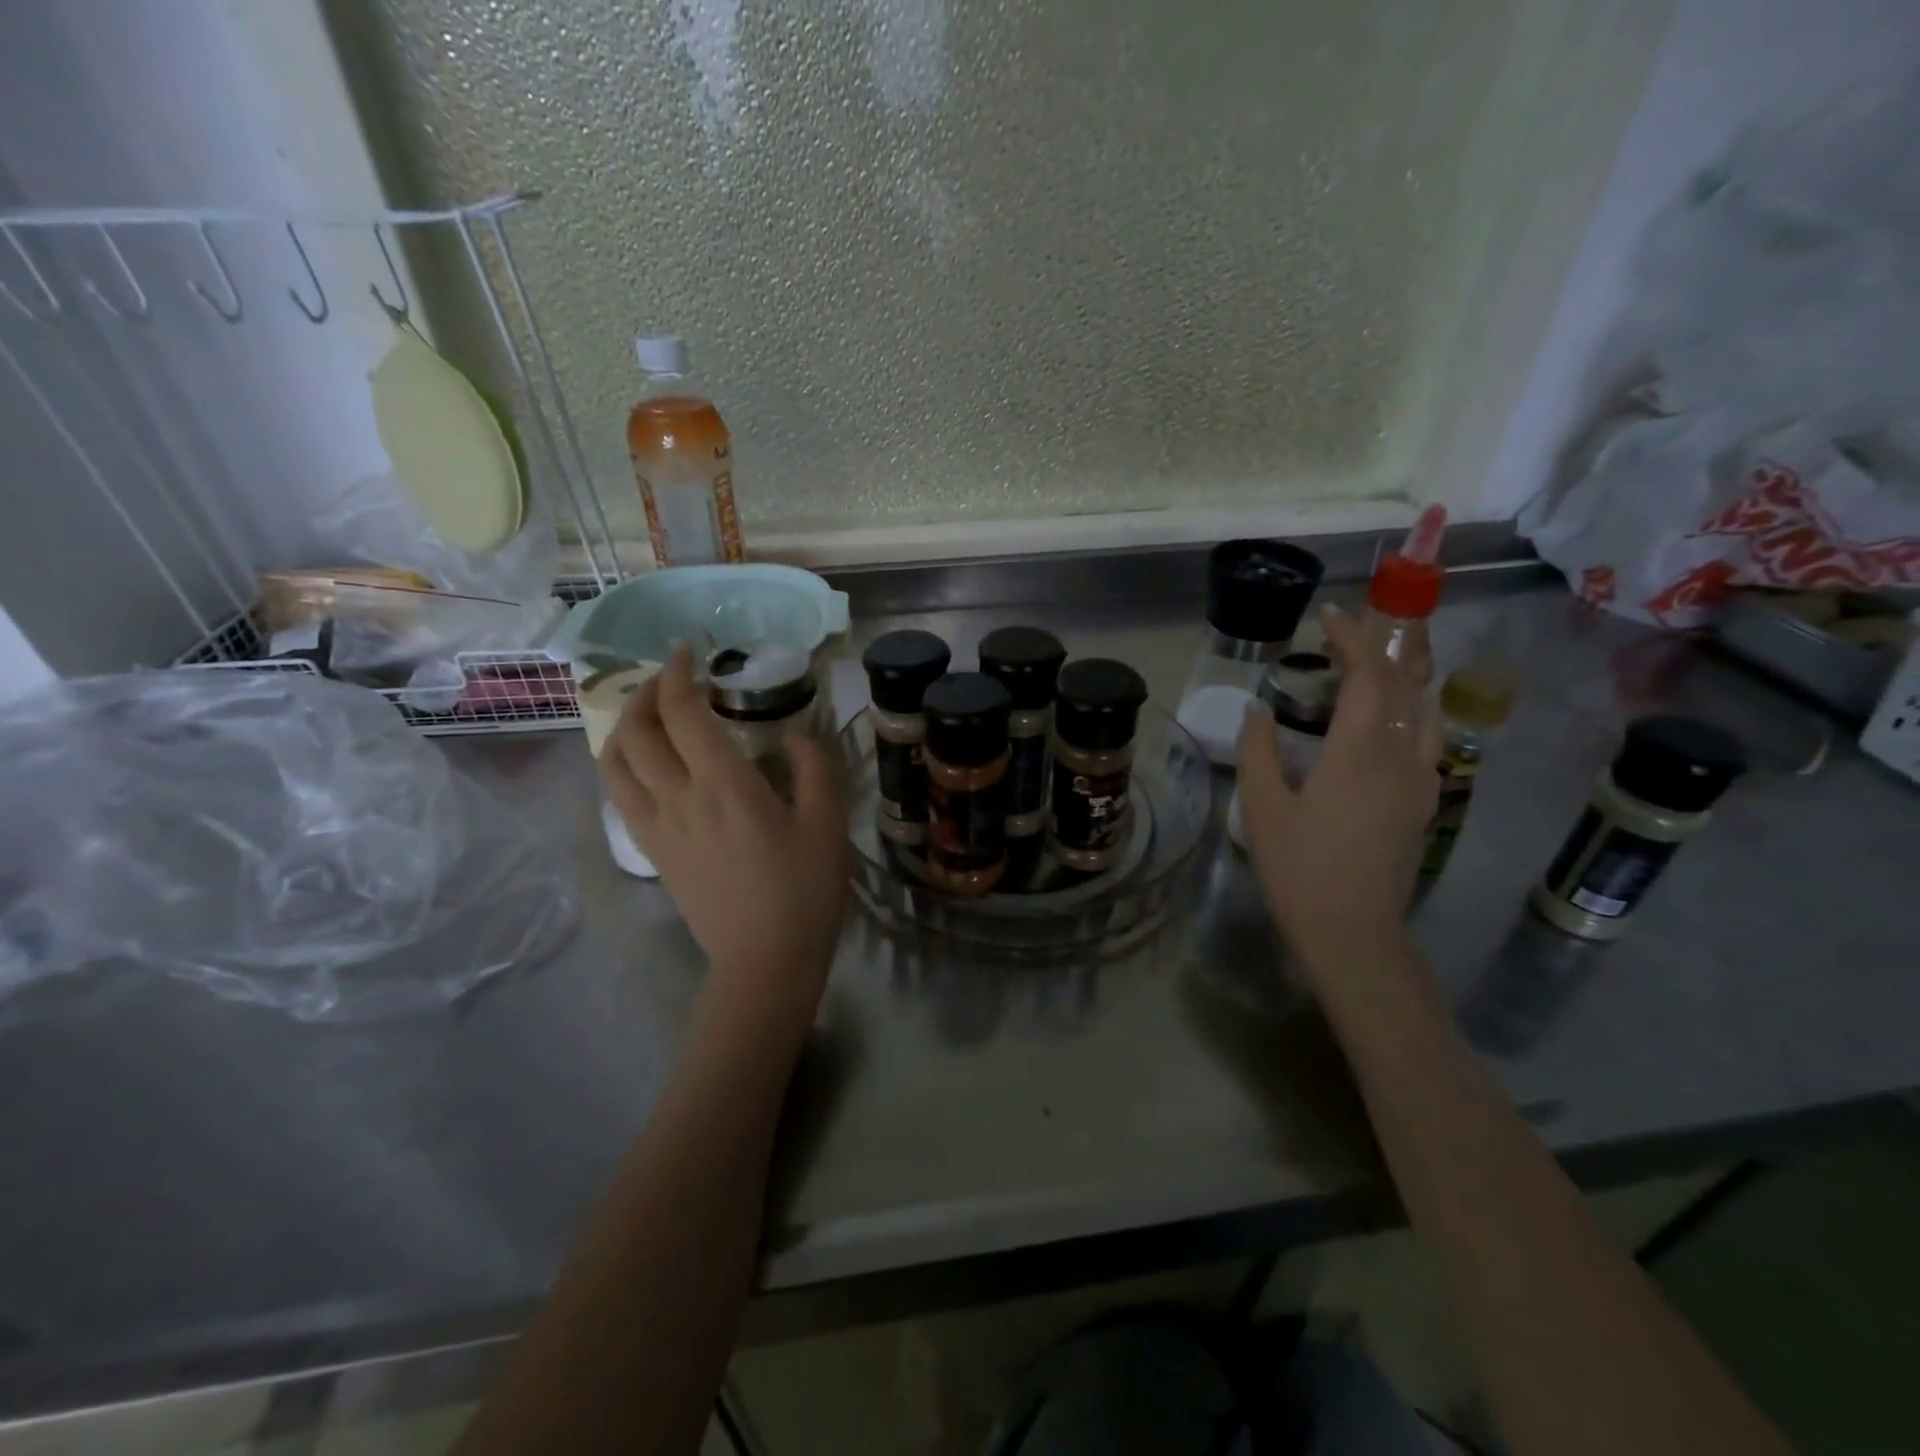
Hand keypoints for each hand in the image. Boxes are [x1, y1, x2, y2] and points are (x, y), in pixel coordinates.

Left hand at [602, 648, 847, 1027]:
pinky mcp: (652, 852)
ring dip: (625, 727)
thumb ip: (814, 767)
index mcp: (724, 784)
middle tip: (669, 681)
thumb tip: (793, 736)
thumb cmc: (805, 889)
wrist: (765, 960)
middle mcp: (679, 798)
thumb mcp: (828, 822)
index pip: (682, 712)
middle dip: (646, 693)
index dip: (677, 674)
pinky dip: (621, 765)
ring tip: (648, 716)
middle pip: (636, 730)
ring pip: (615, 763)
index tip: (686, 652)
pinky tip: (644, 764)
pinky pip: (619, 796)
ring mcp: (657, 827)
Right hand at [1236, 605, 1440, 976]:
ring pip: (1425, 709)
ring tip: (1374, 662)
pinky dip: (1408, 709)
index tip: (1327, 616)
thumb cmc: (1300, 870)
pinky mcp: (1424, 803)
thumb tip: (1259, 710)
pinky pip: (1425, 739)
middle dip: (1381, 646)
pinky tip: (1384, 718)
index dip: (1351, 638)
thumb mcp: (1262, 809)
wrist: (1354, 934)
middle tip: (1348, 630)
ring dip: (1404, 674)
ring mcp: (1422, 781)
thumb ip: (1259, 751)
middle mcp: (1402, 758)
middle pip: (1405, 684)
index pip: (1368, 676)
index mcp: (1360, 754)